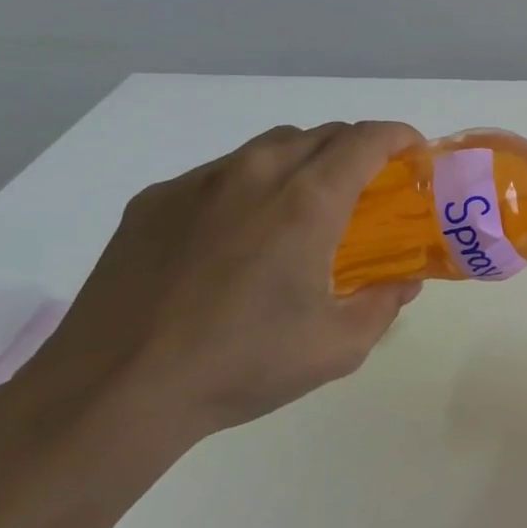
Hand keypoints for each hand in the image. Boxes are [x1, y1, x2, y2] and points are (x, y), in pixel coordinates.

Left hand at [11, 121, 425, 447]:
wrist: (112, 393)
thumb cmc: (241, 364)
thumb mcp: (337, 347)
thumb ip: (384, 305)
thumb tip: (404, 282)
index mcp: (307, 201)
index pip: (366, 139)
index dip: (399, 137)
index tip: (414, 155)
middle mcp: (255, 174)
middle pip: (322, 134)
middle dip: (357, 149)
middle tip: (367, 190)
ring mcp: (198, 184)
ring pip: (269, 147)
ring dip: (304, 161)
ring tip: (304, 207)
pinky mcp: (153, 202)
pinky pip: (219, 174)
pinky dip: (249, 185)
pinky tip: (236, 236)